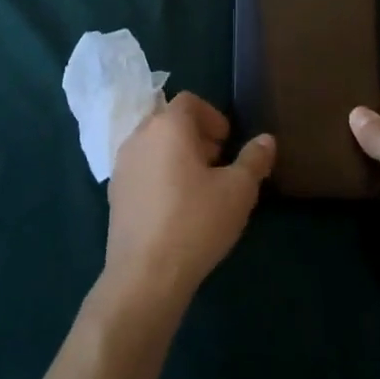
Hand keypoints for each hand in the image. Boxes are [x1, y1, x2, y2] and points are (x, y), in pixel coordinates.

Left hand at [103, 93, 274, 315]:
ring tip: (197, 187)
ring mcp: (121, 165)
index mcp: (168, 125)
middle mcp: (139, 136)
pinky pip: (141, 170)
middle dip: (195, 135)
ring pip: (153, 145)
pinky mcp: (113, 194)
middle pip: (169, 121)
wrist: (144, 277)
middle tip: (217, 163)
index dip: (212, 116)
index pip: (189, 101)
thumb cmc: (195, 222)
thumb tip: (266, 140)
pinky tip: (174, 208)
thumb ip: (254, 159)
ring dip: (175, 155)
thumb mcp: (238, 191)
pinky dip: (158, 175)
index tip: (227, 142)